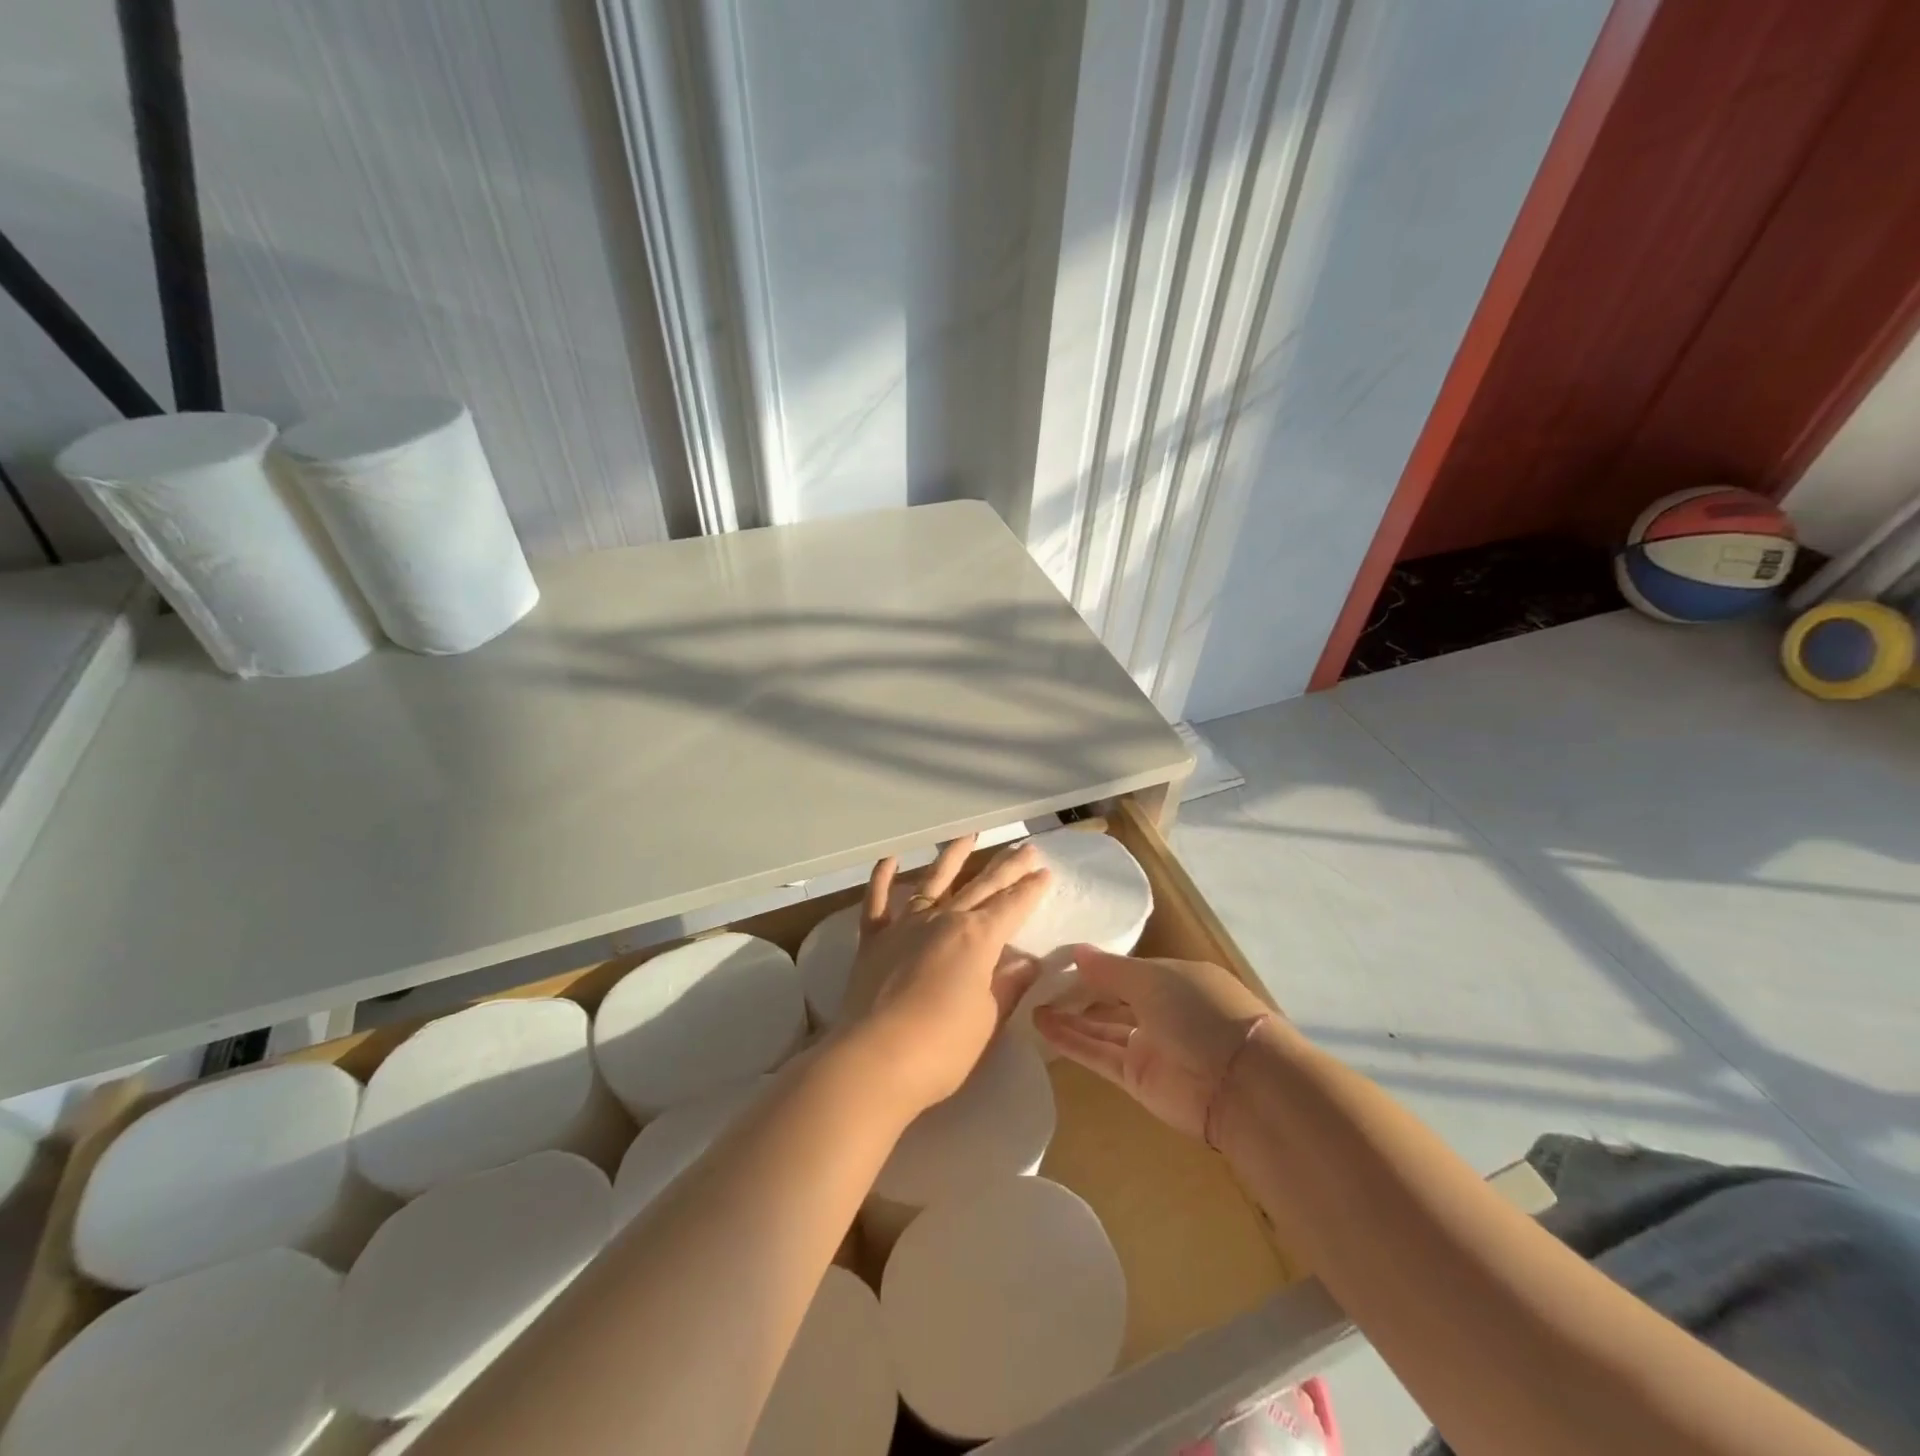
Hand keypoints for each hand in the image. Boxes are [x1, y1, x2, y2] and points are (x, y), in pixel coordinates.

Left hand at [840, 837, 1050, 1113]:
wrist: (874, 1060)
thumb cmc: (942, 1048)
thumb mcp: (987, 1019)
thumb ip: (1006, 986)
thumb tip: (1027, 961)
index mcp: (977, 938)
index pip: (1012, 906)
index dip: (1030, 890)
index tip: (1045, 872)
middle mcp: (943, 920)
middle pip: (981, 886)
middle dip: (1006, 867)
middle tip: (1026, 847)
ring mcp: (906, 926)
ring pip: (933, 880)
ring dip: (953, 856)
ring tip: (970, 835)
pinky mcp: (874, 940)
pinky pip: (877, 901)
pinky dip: (882, 878)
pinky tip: (892, 858)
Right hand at [1032, 946, 1271, 1140]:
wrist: (1240, 1085)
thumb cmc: (1201, 1012)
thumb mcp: (1153, 978)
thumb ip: (1110, 969)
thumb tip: (1076, 951)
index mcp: (1176, 979)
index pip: (1130, 970)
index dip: (1098, 965)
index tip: (1059, 957)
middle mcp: (1163, 1010)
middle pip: (1113, 999)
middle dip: (1080, 991)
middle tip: (1037, 980)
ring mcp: (1150, 1046)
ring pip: (1102, 1027)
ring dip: (1069, 1017)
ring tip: (1030, 1002)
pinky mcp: (1137, 1079)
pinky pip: (1098, 1053)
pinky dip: (1072, 1041)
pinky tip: (1042, 1025)